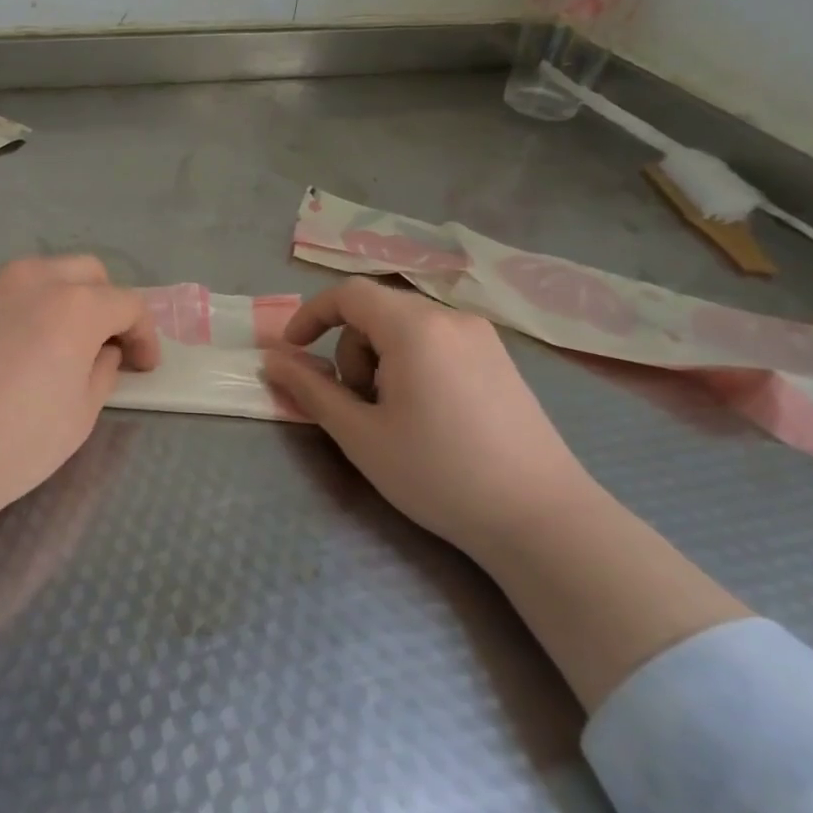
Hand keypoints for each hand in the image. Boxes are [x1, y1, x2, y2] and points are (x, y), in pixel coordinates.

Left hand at [0, 257, 159, 537]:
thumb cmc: (15, 442)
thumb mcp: (80, 415)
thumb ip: (102, 371)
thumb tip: (101, 351)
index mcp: (74, 306)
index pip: (127, 304)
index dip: (145, 335)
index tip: (143, 366)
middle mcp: (32, 281)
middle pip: (87, 273)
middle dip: (107, 304)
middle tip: (106, 346)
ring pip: (42, 275)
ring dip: (64, 300)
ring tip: (59, 344)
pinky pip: (5, 294)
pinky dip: (25, 309)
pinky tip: (14, 350)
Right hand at [261, 279, 605, 554]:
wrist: (541, 518)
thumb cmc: (438, 473)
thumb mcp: (360, 435)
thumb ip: (311, 390)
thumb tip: (272, 361)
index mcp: (415, 327)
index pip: (348, 294)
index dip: (311, 315)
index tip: (292, 351)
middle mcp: (451, 318)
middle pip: (377, 312)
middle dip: (351, 350)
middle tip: (357, 405)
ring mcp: (483, 337)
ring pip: (407, 329)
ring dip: (381, 360)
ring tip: (394, 416)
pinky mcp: (501, 360)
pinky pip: (438, 343)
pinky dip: (413, 364)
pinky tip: (428, 415)